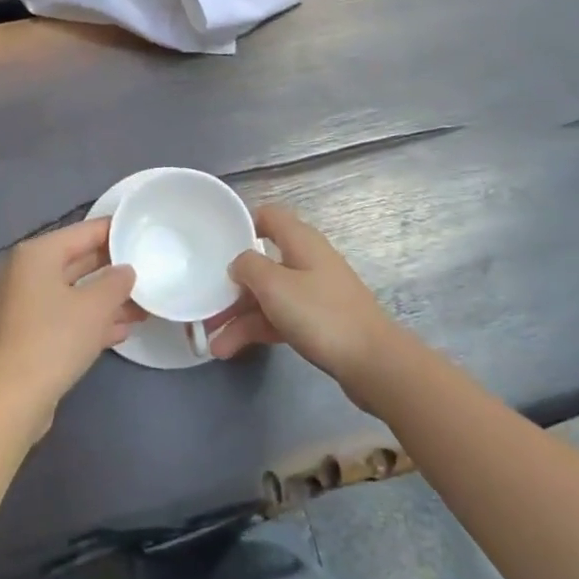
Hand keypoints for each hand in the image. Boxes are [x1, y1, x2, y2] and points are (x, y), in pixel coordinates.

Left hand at [0, 217, 139, 431]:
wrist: (15, 398)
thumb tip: (126, 271)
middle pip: (79, 260)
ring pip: (76, 291)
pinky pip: (67, 315)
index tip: (143, 232)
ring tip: (144, 305)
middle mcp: (28, 272)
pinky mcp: (31, 332)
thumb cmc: (56, 338)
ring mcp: (27, 304)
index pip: (85, 231)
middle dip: (114, 270)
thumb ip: (117, 281)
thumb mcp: (96, 305)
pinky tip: (124, 329)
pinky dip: (92, 319)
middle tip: (149, 270)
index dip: (116, 231)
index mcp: (38, 254)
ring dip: (108, 298)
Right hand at [210, 205, 400, 384]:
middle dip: (233, 284)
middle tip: (206, 304)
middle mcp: (306, 260)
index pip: (268, 216)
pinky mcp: (318, 321)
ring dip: (239, 315)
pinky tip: (232, 349)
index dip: (242, 224)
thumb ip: (249, 267)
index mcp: (300, 240)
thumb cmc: (320, 314)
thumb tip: (239, 261)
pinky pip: (279, 317)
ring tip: (213, 343)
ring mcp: (313, 292)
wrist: (373, 362)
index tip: (216, 243)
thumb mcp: (275, 285)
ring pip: (268, 295)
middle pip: (263, 262)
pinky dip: (257, 330)